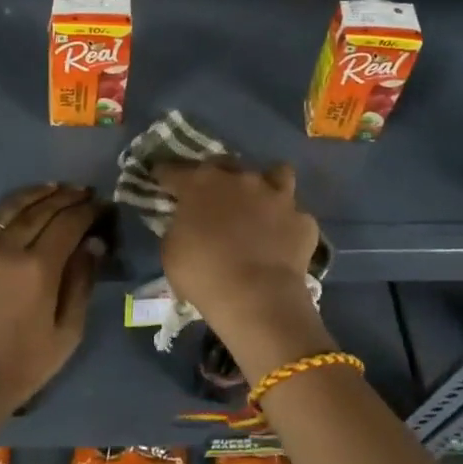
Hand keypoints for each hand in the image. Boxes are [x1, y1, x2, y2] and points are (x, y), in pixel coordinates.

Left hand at [0, 184, 106, 425]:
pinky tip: (15, 209)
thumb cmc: (21, 367)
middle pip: (40, 209)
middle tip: (83, 192)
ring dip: (35, 195)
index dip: (88, 210)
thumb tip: (93, 245)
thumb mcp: (66, 333)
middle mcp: (6, 248)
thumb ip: (82, 283)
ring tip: (54, 189)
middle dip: (66, 197)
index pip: (68, 222)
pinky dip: (3, 211)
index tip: (101, 206)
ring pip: (8, 208)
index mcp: (38, 267)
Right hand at [157, 161, 331, 377]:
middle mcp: (240, 179)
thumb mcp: (171, 251)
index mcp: (200, 183)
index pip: (174, 170)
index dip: (165, 175)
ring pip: (276, 174)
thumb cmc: (203, 274)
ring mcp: (276, 196)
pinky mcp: (302, 219)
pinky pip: (295, 215)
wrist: (257, 298)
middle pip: (225, 165)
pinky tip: (283, 239)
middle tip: (213, 196)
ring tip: (261, 204)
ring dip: (266, 186)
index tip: (160, 179)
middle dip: (217, 175)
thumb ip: (178, 226)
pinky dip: (288, 224)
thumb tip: (186, 221)